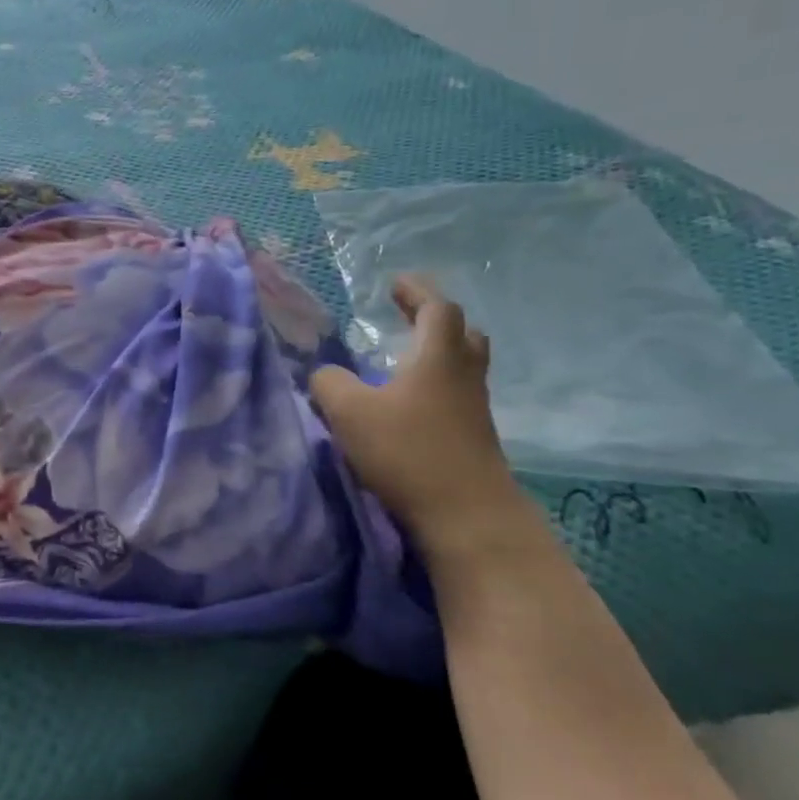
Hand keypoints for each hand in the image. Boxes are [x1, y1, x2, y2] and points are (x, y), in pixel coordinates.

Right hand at [310, 275, 523, 552]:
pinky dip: (434, 388)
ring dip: (437, 355)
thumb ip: (329, 383)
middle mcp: (463, 376)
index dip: (417, 292)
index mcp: (437, 357)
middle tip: (407, 318)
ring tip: (402, 361)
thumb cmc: (408, 452)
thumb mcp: (349, 412)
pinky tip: (407, 405)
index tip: (396, 283)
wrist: (467, 517)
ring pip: (462, 368)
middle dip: (434, 321)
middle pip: (462, 335)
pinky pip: (456, 397)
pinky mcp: (473, 439)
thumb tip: (325, 375)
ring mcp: (474, 410)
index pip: (437, 308)